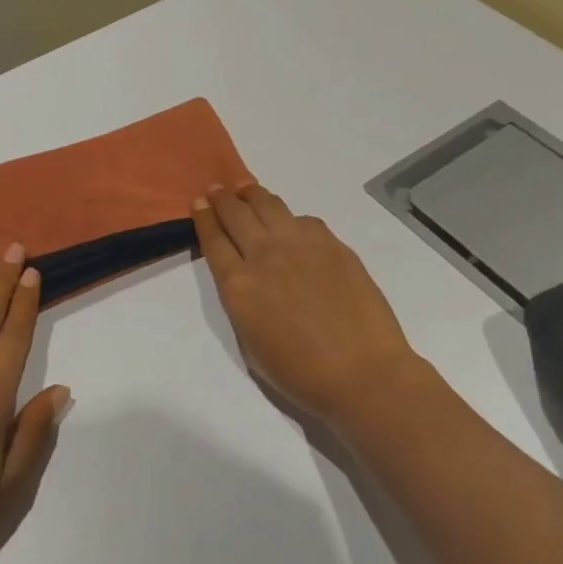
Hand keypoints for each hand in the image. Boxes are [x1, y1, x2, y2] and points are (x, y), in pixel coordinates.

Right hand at [194, 184, 424, 429]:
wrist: (362, 373)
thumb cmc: (300, 374)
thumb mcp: (250, 343)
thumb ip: (242, 303)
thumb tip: (248, 279)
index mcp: (238, 285)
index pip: (213, 239)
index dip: (204, 217)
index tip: (199, 202)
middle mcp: (264, 255)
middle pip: (236, 213)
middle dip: (223, 198)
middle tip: (218, 189)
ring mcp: (301, 245)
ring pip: (269, 205)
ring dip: (253, 195)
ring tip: (247, 190)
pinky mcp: (332, 244)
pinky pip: (304, 220)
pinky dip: (291, 219)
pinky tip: (292, 225)